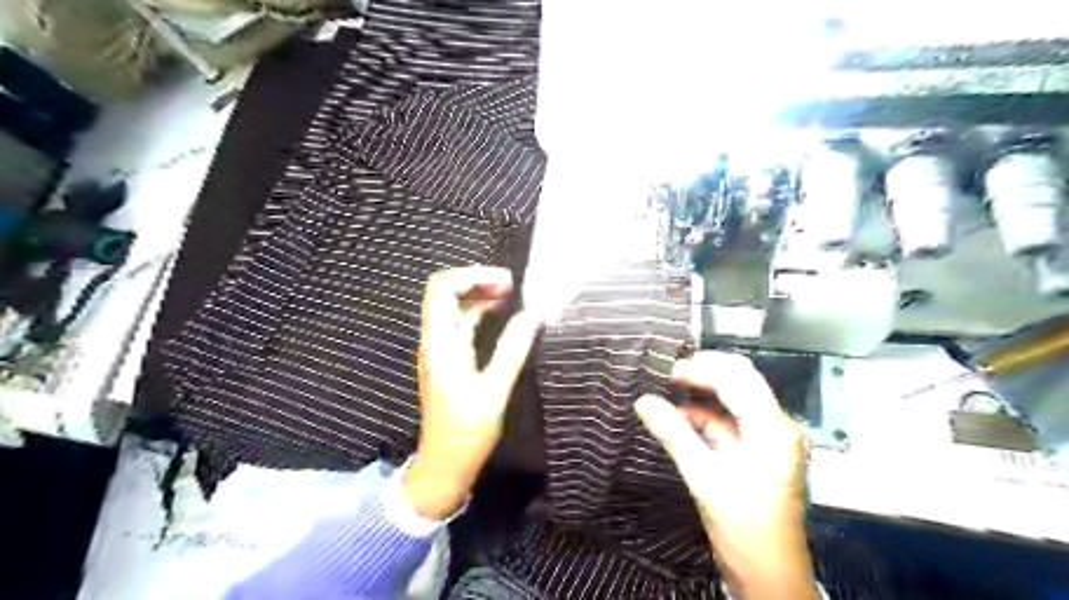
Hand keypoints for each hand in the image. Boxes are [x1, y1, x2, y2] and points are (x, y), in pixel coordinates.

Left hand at [403, 268, 543, 518]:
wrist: (444, 464)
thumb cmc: (467, 432)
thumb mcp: (494, 392)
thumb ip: (512, 351)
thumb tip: (532, 315)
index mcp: (440, 345)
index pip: (441, 290)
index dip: (471, 276)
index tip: (506, 282)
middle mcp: (434, 341)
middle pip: (444, 292)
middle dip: (476, 280)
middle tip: (510, 285)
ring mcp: (439, 349)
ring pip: (451, 307)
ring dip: (477, 294)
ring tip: (509, 293)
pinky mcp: (447, 359)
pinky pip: (459, 324)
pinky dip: (478, 312)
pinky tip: (499, 313)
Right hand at [627, 354, 815, 596]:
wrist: (769, 577)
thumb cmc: (743, 526)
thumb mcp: (704, 477)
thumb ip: (674, 433)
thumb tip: (643, 401)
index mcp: (772, 428)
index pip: (737, 378)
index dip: (701, 369)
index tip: (666, 371)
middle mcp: (775, 426)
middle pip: (740, 382)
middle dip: (703, 374)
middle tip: (668, 374)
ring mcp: (767, 439)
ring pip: (733, 401)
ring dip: (702, 395)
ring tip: (668, 390)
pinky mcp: (757, 453)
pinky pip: (730, 423)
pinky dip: (705, 418)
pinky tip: (679, 419)